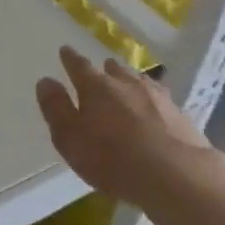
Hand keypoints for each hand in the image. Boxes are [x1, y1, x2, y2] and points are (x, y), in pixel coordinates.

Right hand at [35, 47, 224, 215]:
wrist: (174, 174)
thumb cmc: (111, 158)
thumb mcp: (70, 137)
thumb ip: (56, 108)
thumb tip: (46, 81)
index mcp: (95, 87)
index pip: (79, 66)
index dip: (70, 58)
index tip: (65, 50)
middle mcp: (126, 83)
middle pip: (113, 70)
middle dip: (104, 69)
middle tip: (100, 70)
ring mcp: (156, 96)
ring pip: (137, 80)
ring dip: (128, 80)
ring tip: (126, 83)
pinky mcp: (179, 113)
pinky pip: (158, 97)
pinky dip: (150, 98)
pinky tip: (154, 106)